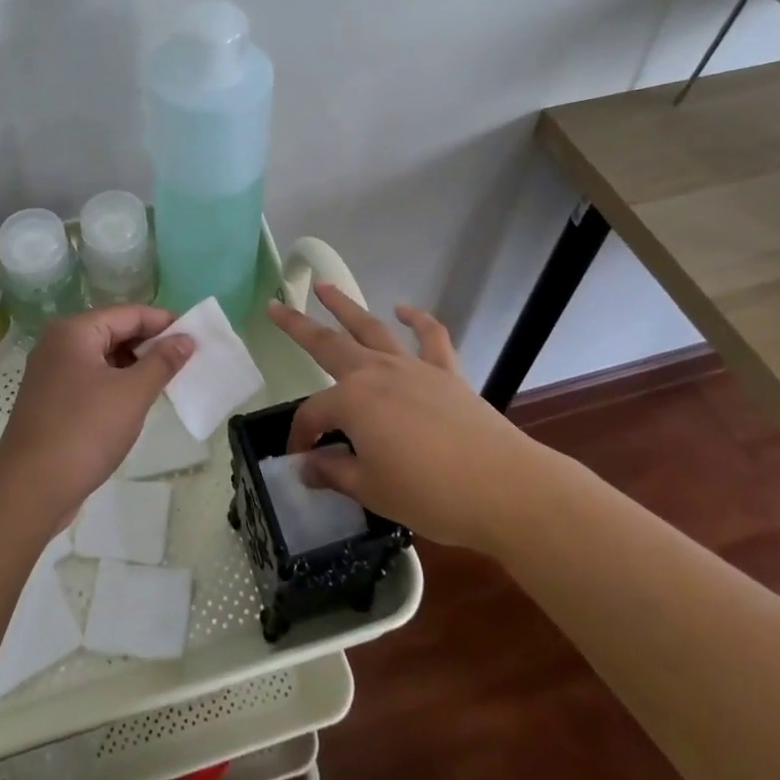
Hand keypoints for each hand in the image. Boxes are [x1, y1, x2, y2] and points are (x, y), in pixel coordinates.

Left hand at [0, 305, 194, 530]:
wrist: (29, 490)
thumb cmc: (84, 432)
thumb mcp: (132, 394)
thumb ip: (162, 362)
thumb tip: (186, 339)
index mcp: (74, 331)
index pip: (128, 314)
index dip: (164, 322)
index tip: (195, 336)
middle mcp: (58, 344)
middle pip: (114, 331)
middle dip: (150, 344)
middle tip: (186, 360)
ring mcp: (51, 373)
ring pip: (103, 357)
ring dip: (134, 366)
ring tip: (167, 380)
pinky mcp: (51, 400)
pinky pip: (91, 378)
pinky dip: (116, 384)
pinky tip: (137, 401)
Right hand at [267, 283, 525, 550]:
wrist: (503, 488)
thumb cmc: (429, 493)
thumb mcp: (371, 490)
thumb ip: (334, 472)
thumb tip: (307, 466)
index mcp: (352, 401)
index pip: (314, 414)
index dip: (302, 437)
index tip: (302, 462)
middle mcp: (376, 373)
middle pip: (329, 344)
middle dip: (299, 325)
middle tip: (276, 306)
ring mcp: (413, 367)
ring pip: (372, 329)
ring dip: (346, 307)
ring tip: (325, 287)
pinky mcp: (446, 372)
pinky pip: (430, 337)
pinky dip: (417, 319)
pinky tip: (404, 310)